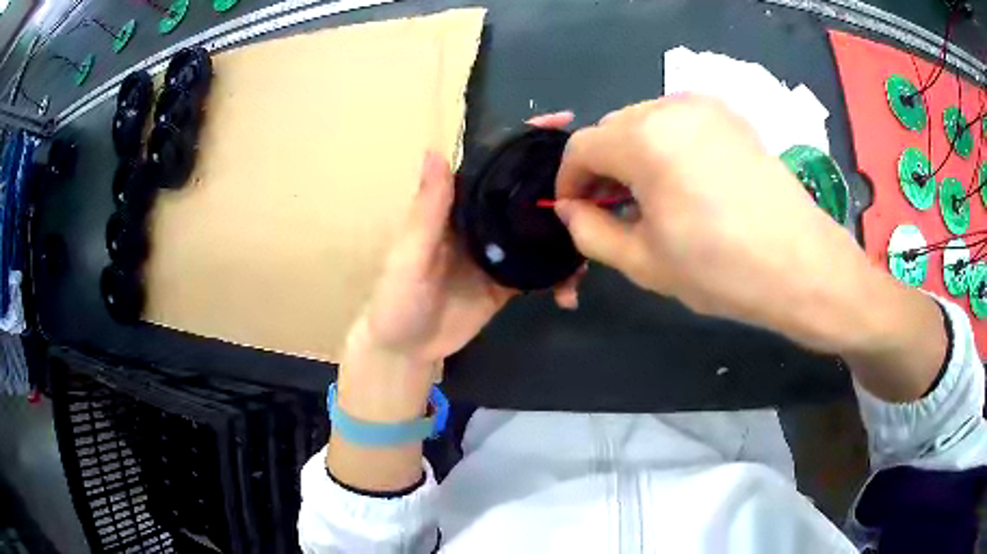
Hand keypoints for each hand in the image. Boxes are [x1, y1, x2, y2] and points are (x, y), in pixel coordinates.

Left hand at [338, 113, 577, 423]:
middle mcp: (483, 220)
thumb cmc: (397, 299)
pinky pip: (542, 271)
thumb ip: (427, 209)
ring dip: (569, 236)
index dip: (524, 140)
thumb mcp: (409, 254)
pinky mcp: (509, 282)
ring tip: (592, 246)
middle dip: (563, 183)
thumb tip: (436, 149)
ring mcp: (499, 251)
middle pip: (527, 191)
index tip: (561, 121)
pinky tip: (570, 292)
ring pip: (543, 231)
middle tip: (601, 182)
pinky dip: (560, 278)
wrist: (406, 350)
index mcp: (457, 205)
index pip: (494, 162)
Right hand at [553, 95, 944, 399]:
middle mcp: (671, 107)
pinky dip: (666, 148)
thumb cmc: (722, 270)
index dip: (568, 181)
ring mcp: (706, 107)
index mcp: (644, 138)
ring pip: (645, 123)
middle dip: (602, 169)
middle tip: (613, 211)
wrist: (802, 266)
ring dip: (634, 157)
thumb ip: (590, 231)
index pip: (581, 147)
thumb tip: (569, 208)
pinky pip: (679, 124)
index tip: (575, 212)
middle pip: (613, 130)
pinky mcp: (731, 117)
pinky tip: (683, 184)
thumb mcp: (643, 262)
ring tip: (651, 200)